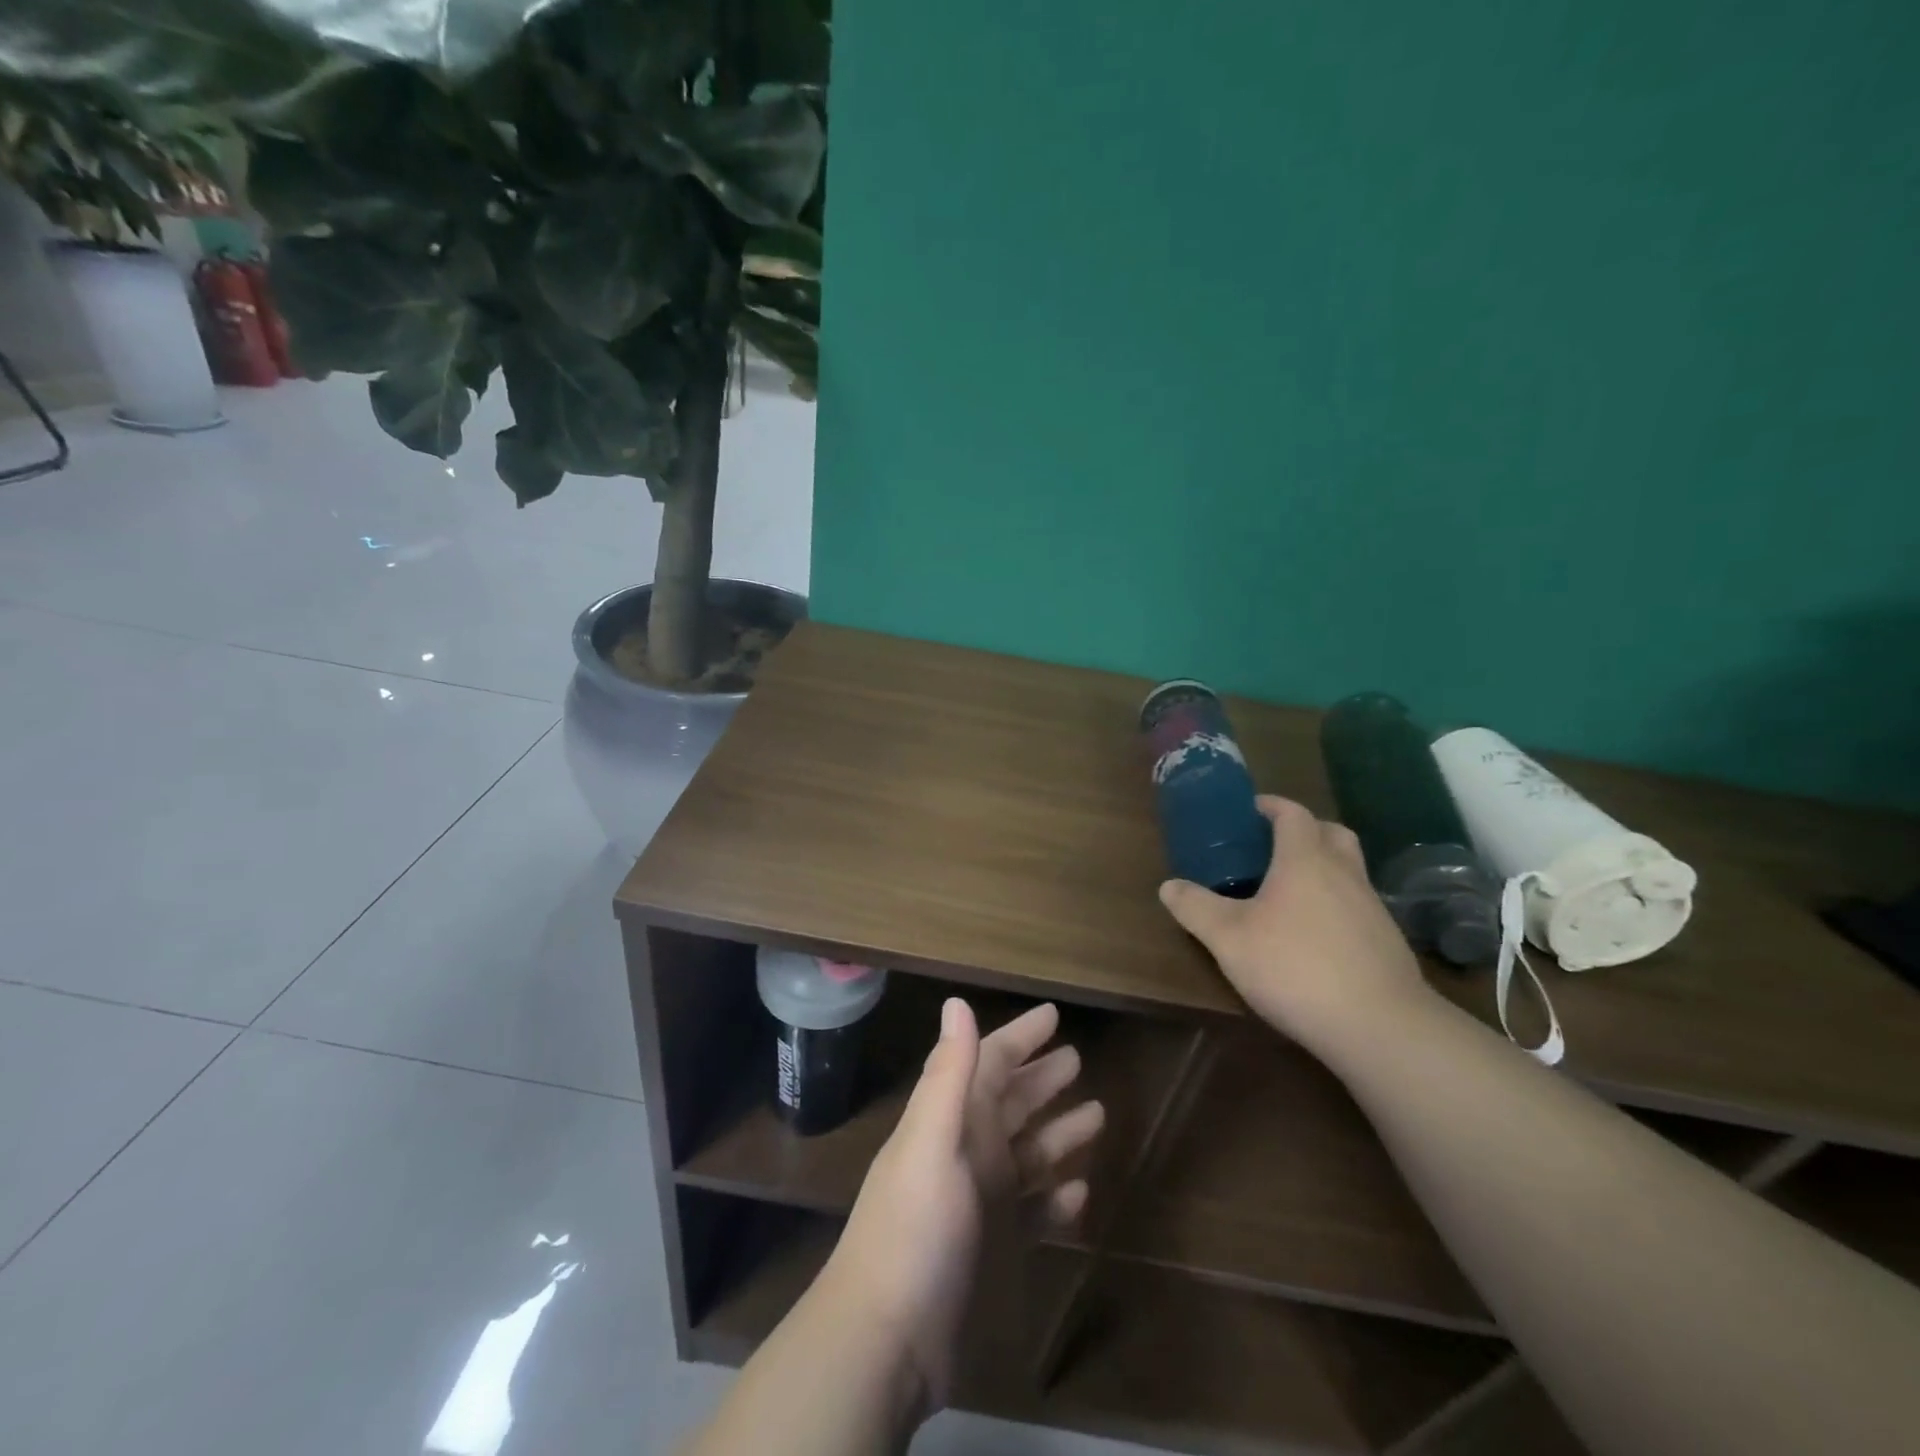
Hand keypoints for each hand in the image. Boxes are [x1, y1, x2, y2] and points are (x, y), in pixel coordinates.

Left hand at [825, 998, 1103, 1413]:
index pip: (990, 1063)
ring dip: (1058, 1131)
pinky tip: (1081, 1191)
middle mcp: (968, 1152)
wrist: (888, 1340)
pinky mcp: (997, 1250)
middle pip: (1012, 1102)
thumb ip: (949, 1074)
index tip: (1053, 1015)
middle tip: (1078, 1057)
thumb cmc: (914, 1229)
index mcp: (952, 1120)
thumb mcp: (932, 1142)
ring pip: (1029, 1153)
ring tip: (1098, 1113)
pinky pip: (1035, 1211)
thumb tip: (956, 1001)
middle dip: (1042, 1078)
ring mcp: (983, 1202)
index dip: (1019, 1037)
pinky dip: (1056, 1198)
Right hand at [1158, 795, 1431, 1056]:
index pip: (1293, 814)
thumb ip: (1196, 908)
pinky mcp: (1387, 941)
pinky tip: (1316, 934)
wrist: (1380, 1026)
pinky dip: (1337, 904)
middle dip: (1304, 830)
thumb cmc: (1296, 967)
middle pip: (1331, 832)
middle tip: (1274, 845)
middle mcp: (1344, 873)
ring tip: (1290, 892)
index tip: (1250, 810)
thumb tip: (1169, 885)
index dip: (1271, 806)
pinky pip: (1358, 904)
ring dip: (1324, 867)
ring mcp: (1372, 907)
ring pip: (1349, 869)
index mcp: (1305, 860)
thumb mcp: (1228, 939)